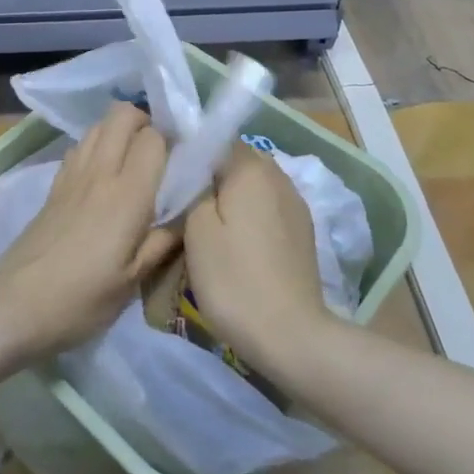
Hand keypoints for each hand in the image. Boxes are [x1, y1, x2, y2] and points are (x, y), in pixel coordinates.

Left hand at [0, 103, 180, 356]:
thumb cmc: (81, 299)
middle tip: (157, 149)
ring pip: (98, 124)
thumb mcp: (132, 281)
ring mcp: (73, 175)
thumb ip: (162, 243)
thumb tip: (185, 217)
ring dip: (118, 129)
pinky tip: (101, 173)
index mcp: (128, 195)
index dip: (170, 140)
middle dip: (144, 120)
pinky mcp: (54, 185)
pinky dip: (96, 145)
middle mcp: (100, 173)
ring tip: (131, 158)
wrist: (16, 305)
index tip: (181, 158)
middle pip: (121, 114)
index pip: (153, 138)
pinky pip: (80, 146)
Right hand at [184, 145, 332, 374]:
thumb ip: (193, 187)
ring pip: (254, 183)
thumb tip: (195, 167)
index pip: (216, 139)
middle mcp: (277, 174)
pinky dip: (251, 213)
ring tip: (209, 221)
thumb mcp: (197, 230)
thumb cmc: (235, 279)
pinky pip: (268, 205)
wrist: (290, 334)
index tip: (171, 174)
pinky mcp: (303, 228)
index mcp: (250, 167)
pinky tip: (238, 239)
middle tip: (185, 200)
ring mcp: (295, 202)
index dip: (191, 152)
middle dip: (212, 174)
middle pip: (237, 159)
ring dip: (233, 194)